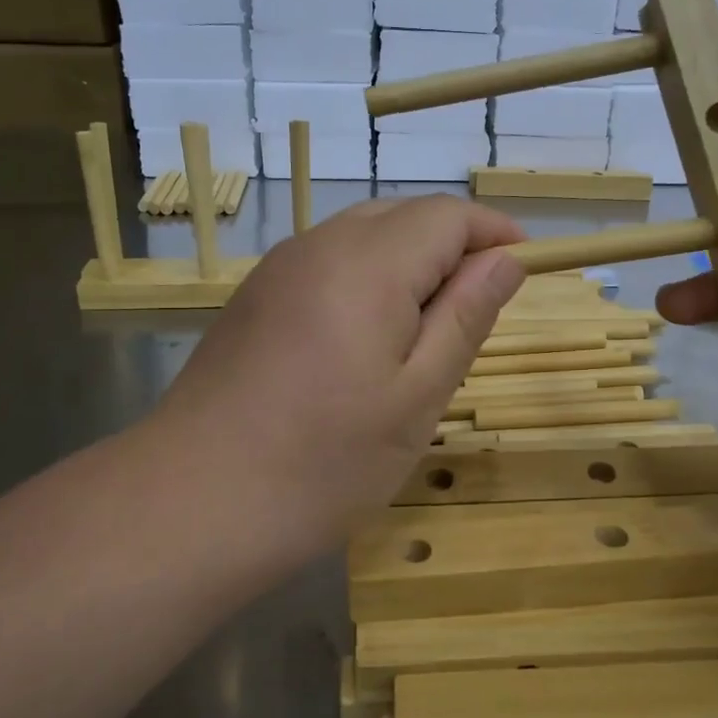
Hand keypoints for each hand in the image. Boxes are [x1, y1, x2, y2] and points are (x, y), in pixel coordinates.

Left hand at [156, 196, 525, 555]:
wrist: (193, 502)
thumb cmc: (324, 462)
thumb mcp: (418, 396)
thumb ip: (466, 315)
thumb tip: (507, 259)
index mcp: (367, 263)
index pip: (446, 215)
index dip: (493, 232)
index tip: (524, 268)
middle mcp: (317, 246)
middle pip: (403, 215)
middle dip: (452, 245)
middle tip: (478, 309)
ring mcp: (277, 269)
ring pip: (362, 235)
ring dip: (409, 261)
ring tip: (427, 328)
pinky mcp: (254, 297)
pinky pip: (326, 262)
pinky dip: (366, 278)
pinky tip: (366, 338)